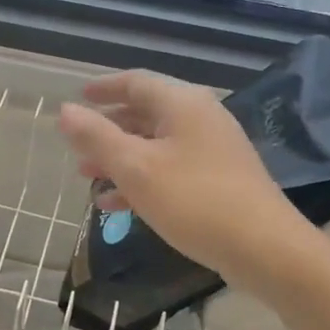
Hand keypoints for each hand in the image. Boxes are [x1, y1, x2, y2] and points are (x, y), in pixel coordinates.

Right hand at [57, 72, 307, 290]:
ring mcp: (213, 150)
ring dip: (121, 158)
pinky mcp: (219, 180)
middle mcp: (200, 118)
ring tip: (88, 177)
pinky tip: (117, 204)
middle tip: (78, 146)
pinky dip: (143, 179)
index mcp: (182, 103)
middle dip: (108, 130)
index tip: (79, 99)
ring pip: (156, 145)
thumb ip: (97, 137)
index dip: (104, 88)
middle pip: (145, 113)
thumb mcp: (136, 168)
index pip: (136, 82)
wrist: (265, 248)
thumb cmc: (194, 200)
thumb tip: (65, 109)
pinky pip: (171, 169)